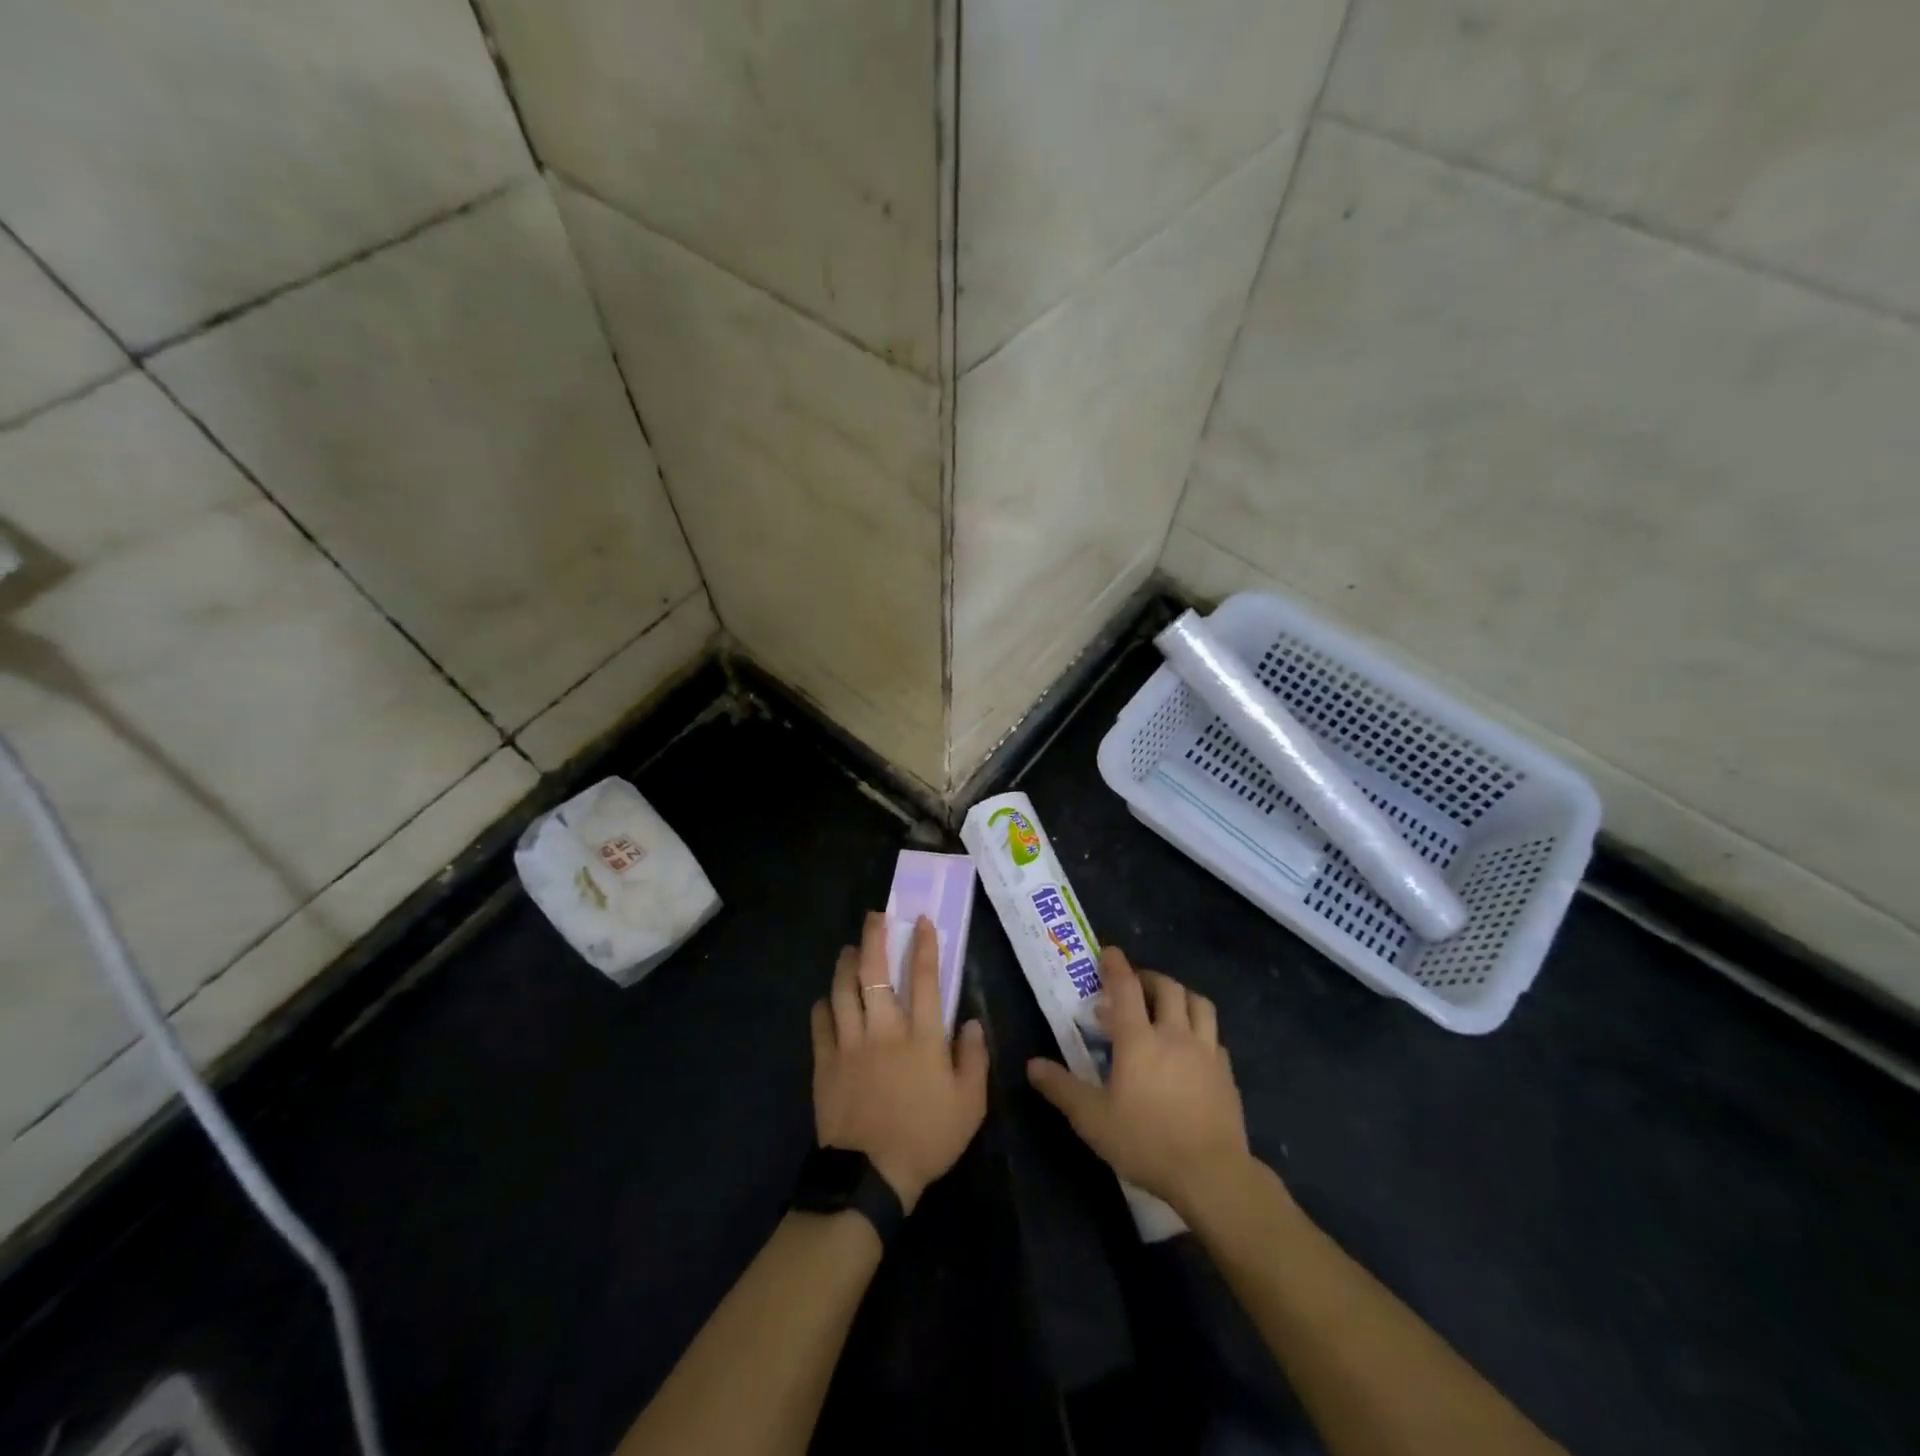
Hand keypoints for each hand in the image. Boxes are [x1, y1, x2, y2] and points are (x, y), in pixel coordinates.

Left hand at [811, 912, 988, 1212]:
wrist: (870, 1176)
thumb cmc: (927, 1137)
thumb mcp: (970, 1104)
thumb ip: (974, 1058)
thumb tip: (973, 1022)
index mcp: (921, 1036)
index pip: (925, 978)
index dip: (924, 945)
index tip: (921, 920)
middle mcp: (884, 1028)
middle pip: (875, 970)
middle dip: (874, 937)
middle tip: (874, 917)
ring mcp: (850, 1043)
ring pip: (842, 989)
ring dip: (845, 962)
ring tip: (848, 949)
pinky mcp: (825, 1062)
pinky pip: (820, 1022)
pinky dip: (823, 1004)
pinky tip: (826, 999)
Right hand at [1026, 946, 1250, 1217]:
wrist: (1211, 1174)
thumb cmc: (1146, 1142)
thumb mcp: (1092, 1119)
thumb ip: (1061, 1088)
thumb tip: (1032, 1065)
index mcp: (1139, 1039)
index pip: (1126, 987)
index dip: (1116, 966)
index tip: (1109, 952)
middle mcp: (1175, 1034)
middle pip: (1167, 988)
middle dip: (1149, 978)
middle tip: (1134, 985)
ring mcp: (1206, 1052)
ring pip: (1198, 1004)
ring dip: (1180, 996)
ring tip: (1167, 1005)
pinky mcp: (1226, 1073)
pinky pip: (1214, 1036)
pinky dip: (1200, 1029)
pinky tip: (1192, 1047)